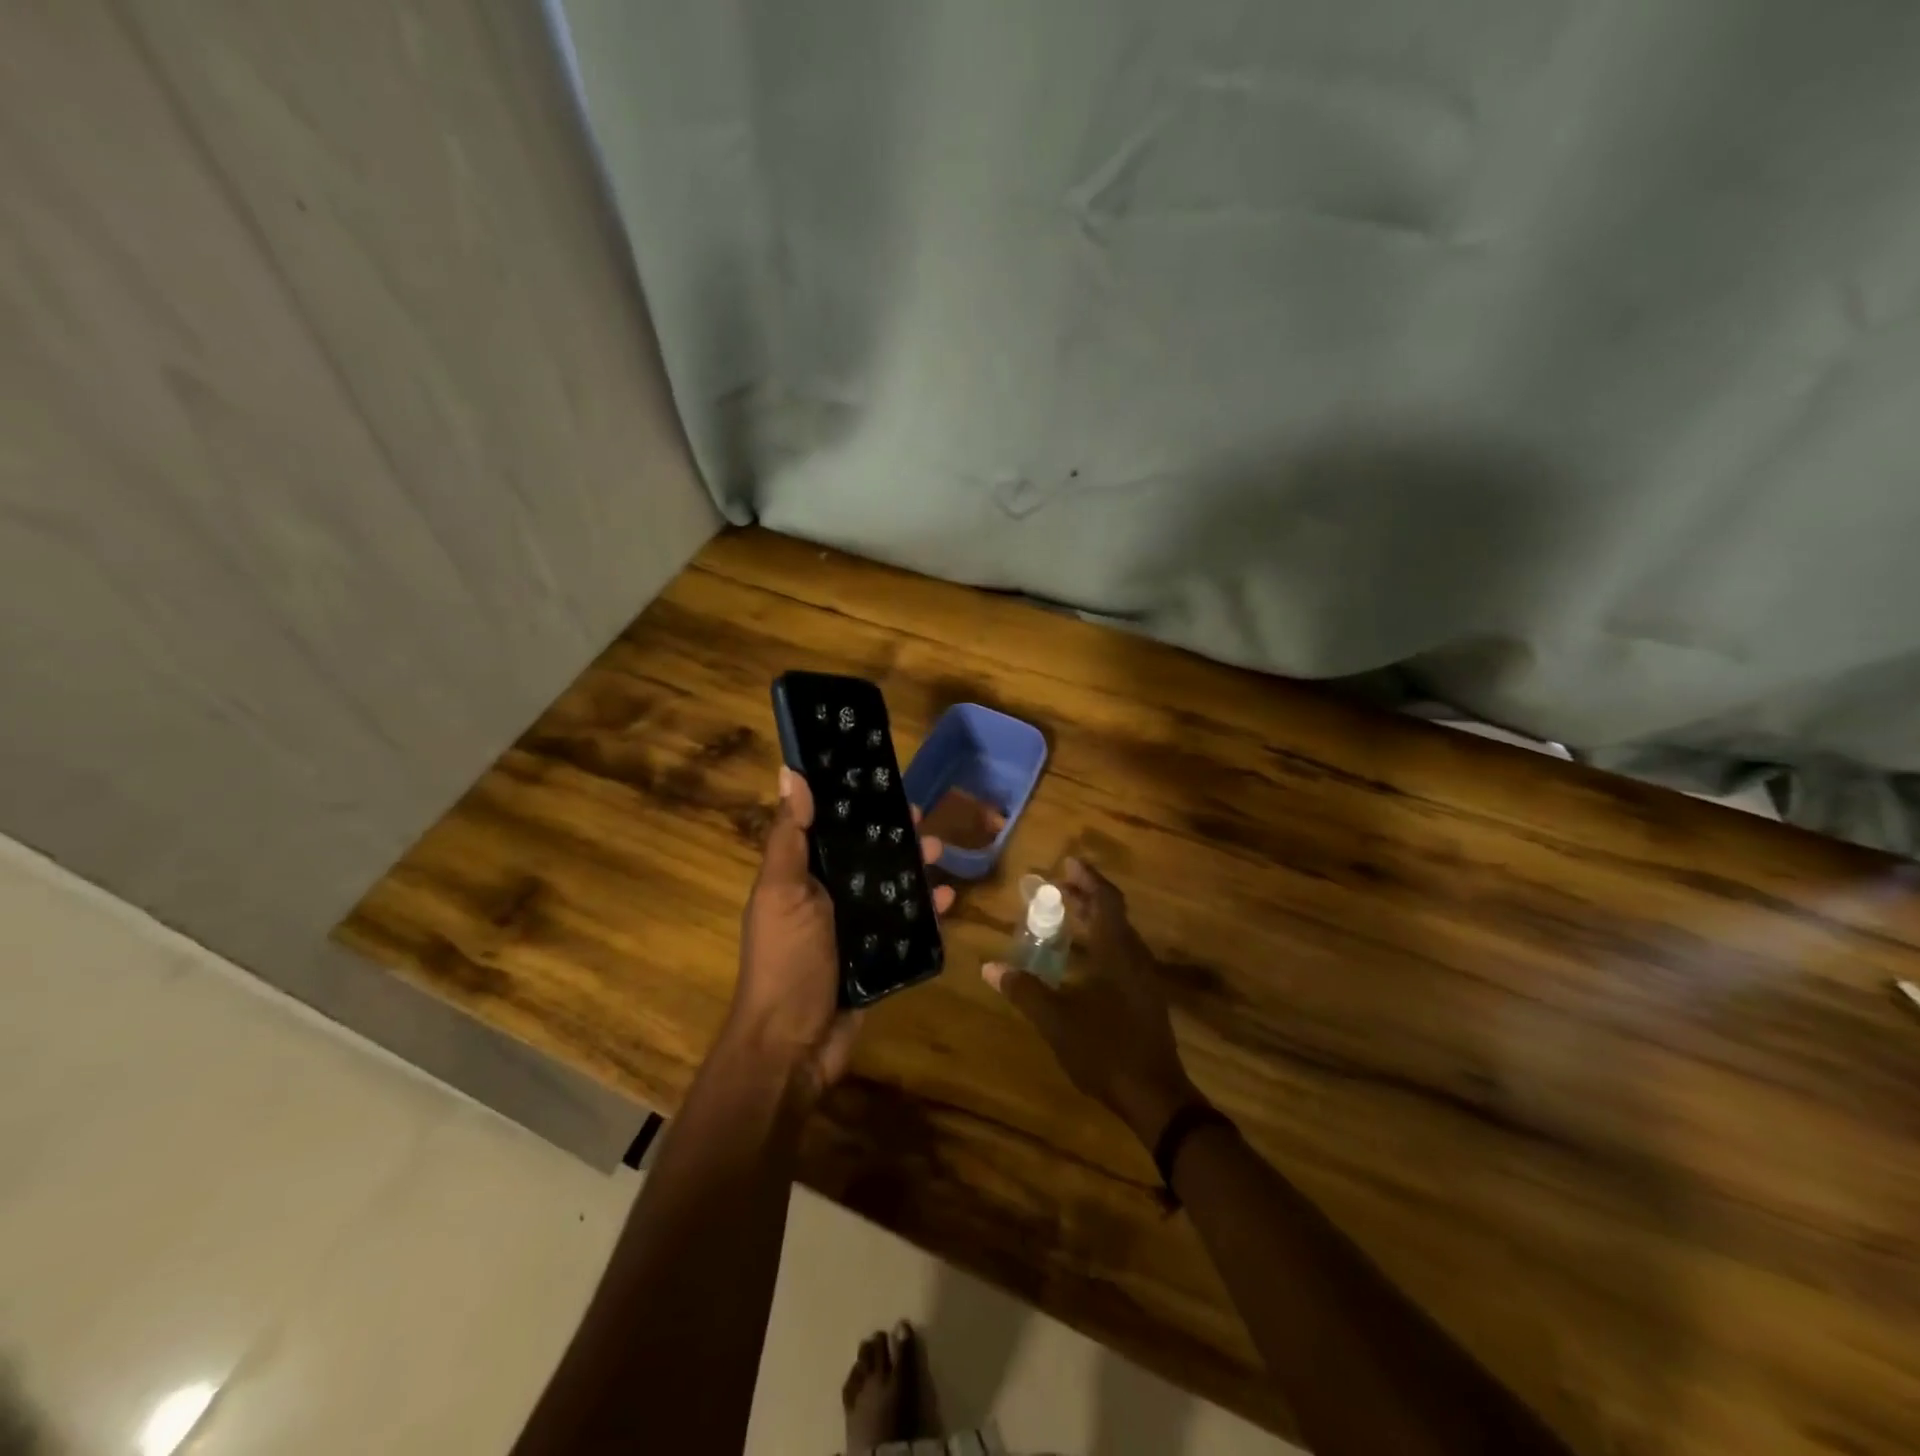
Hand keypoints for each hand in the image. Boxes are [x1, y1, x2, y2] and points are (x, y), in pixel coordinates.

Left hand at [727, 767, 953, 1097]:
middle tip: (922, 820)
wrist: (793, 1046)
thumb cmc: (786, 960)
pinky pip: (908, 925)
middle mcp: (828, 898)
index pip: (831, 829)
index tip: (883, 783)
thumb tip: (789, 771)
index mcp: (801, 877)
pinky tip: (950, 898)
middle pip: (867, 856)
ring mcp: (855, 929)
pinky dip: (929, 910)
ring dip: (916, 867)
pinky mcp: (878, 957)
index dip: (855, 805)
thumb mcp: (782, 892)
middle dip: (894, 836)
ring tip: (940, 852)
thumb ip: (788, 835)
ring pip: (892, 887)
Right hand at [983, 858, 1199, 1146]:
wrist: (1156, 1096)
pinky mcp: (1146, 996)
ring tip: (1068, 915)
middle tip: (1058, 886)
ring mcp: (1144, 978)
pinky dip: (1102, 940)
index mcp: (1117, 952)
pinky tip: (1084, 958)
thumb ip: (1024, 991)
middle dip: (1087, 895)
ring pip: (1120, 933)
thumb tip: (988, 967)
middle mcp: (1135, 956)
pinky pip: (1123, 952)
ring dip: (1096, 918)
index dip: (1088, 878)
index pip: (1106, 900)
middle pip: (1114, 913)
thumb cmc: (1105, 1050)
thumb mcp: (1056, 1021)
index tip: (1067, 863)